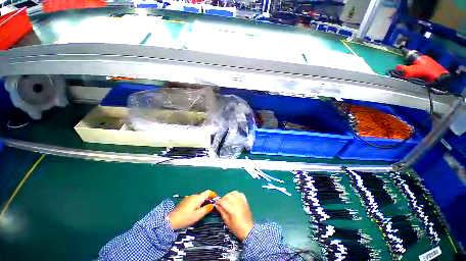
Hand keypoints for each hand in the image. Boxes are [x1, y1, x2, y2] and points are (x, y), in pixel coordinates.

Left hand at [168, 190, 216, 229]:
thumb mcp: (197, 215)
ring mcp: (189, 198)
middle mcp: (194, 196)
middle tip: (210, 207)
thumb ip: (206, 209)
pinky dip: (197, 203)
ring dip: (202, 202)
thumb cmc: (186, 218)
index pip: (207, 192)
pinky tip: (195, 210)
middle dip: (208, 199)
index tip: (216, 198)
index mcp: (198, 198)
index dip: (213, 194)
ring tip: (203, 210)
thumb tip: (212, 205)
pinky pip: (194, 200)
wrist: (171, 220)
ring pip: (198, 198)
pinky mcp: (185, 201)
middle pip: (203, 195)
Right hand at [215, 191, 253, 240]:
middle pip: (228, 196)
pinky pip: (239, 194)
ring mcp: (242, 201)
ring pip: (234, 193)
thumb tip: (217, 205)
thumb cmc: (237, 228)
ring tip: (227, 201)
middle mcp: (238, 203)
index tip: (216, 204)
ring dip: (229, 195)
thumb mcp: (227, 222)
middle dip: (223, 198)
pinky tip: (234, 199)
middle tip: (221, 204)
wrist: (248, 230)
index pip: (223, 201)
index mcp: (233, 209)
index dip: (218, 202)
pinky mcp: (245, 201)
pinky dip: (235, 194)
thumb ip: (222, 212)